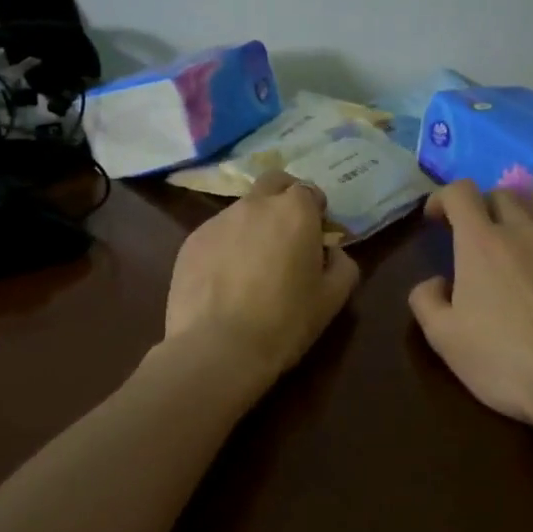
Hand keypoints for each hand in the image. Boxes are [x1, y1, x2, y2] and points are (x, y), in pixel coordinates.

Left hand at [163, 171, 360, 383]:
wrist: (217, 348)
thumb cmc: (285, 322)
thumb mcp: (332, 299)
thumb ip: (342, 265)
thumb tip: (331, 252)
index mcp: (294, 211)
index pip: (309, 191)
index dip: (315, 211)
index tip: (316, 237)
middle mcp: (255, 204)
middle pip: (273, 183)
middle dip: (283, 198)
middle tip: (286, 234)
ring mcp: (218, 220)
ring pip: (242, 209)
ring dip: (253, 225)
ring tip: (252, 266)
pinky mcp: (190, 241)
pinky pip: (216, 233)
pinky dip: (226, 246)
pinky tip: (225, 281)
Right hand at [409, 181, 532, 423]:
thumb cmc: (504, 360)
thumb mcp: (444, 338)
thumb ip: (426, 300)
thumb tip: (435, 282)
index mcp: (482, 241)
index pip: (460, 192)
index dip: (443, 198)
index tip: (436, 218)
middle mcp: (525, 229)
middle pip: (502, 194)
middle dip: (484, 207)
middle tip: (477, 237)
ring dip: (521, 219)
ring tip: (518, 249)